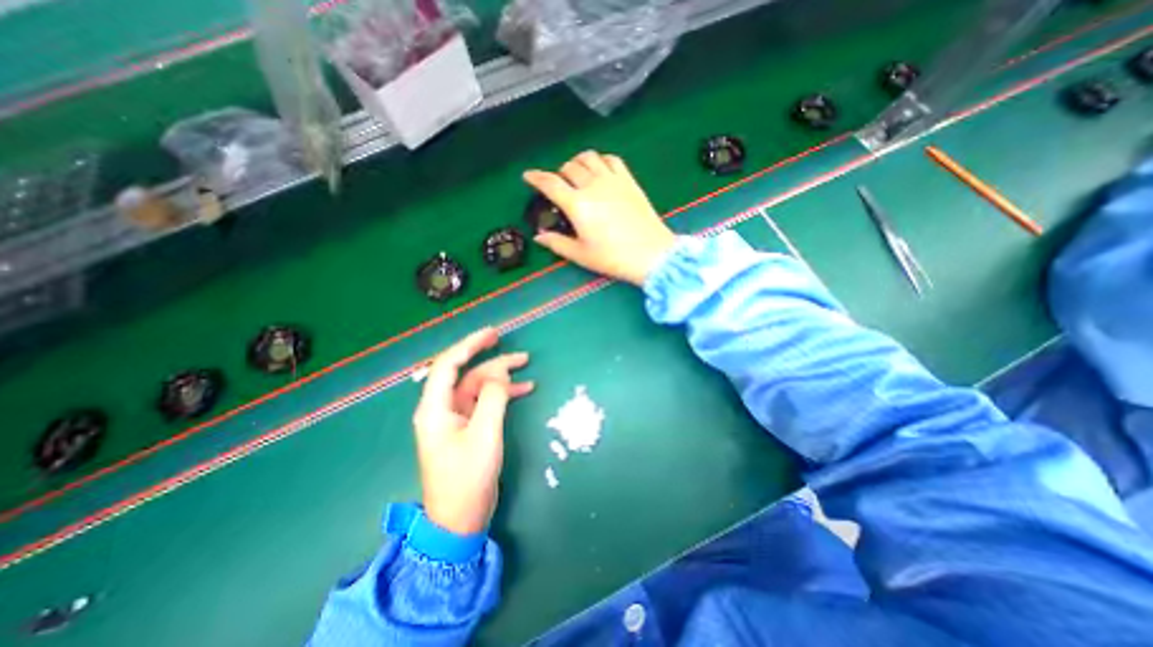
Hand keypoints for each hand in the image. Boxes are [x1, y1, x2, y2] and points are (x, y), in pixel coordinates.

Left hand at [412, 329, 533, 534]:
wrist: (459, 520)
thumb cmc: (467, 478)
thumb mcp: (484, 434)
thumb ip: (492, 397)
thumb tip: (499, 373)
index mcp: (435, 408)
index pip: (448, 365)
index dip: (469, 345)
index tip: (492, 334)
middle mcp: (442, 408)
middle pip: (465, 372)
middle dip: (488, 356)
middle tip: (509, 343)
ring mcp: (455, 418)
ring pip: (477, 385)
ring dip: (500, 375)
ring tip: (525, 364)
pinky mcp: (467, 427)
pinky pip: (484, 401)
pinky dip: (502, 393)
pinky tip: (524, 389)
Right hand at [525, 149, 677, 286]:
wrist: (651, 254)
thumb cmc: (613, 257)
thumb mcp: (581, 255)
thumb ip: (557, 243)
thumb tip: (539, 236)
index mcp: (578, 204)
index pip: (551, 183)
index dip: (536, 177)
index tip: (528, 176)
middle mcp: (593, 185)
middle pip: (569, 167)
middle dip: (558, 173)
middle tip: (558, 186)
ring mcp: (613, 180)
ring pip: (589, 157)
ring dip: (577, 162)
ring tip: (577, 176)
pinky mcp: (629, 180)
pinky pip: (611, 159)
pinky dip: (600, 160)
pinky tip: (600, 171)